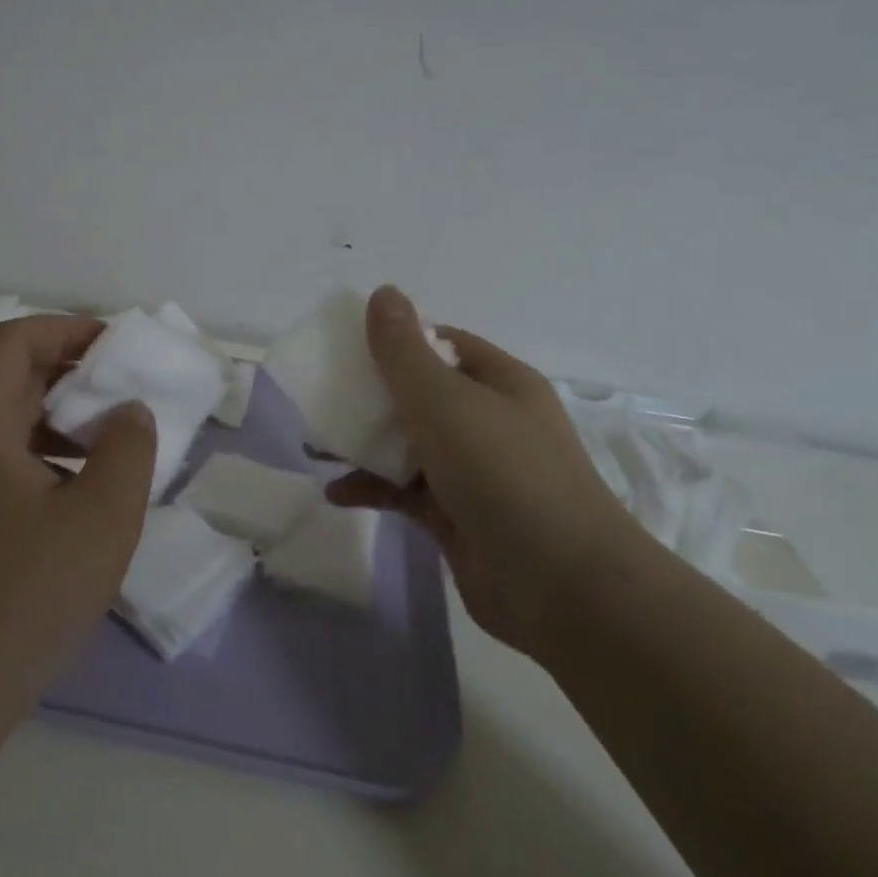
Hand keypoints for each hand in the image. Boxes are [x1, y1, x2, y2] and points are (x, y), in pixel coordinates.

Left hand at [0, 315, 155, 722]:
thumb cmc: (26, 596)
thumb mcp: (101, 517)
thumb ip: (128, 448)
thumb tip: (128, 412)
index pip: (13, 341)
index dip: (66, 329)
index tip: (118, 348)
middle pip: (10, 376)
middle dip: (72, 371)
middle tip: (127, 388)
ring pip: (10, 420)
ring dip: (63, 414)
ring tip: (114, 438)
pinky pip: (7, 458)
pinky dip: (50, 452)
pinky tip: (86, 489)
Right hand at [327, 286, 644, 657]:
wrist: (560, 585)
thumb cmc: (501, 472)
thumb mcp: (443, 399)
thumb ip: (403, 349)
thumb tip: (383, 291)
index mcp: (498, 381)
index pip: (442, 344)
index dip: (396, 340)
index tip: (347, 347)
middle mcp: (489, 420)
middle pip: (420, 393)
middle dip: (371, 394)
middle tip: (323, 395)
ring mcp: (475, 471)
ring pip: (410, 444)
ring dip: (366, 443)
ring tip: (317, 445)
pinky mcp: (458, 515)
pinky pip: (406, 491)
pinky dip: (373, 488)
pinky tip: (337, 492)